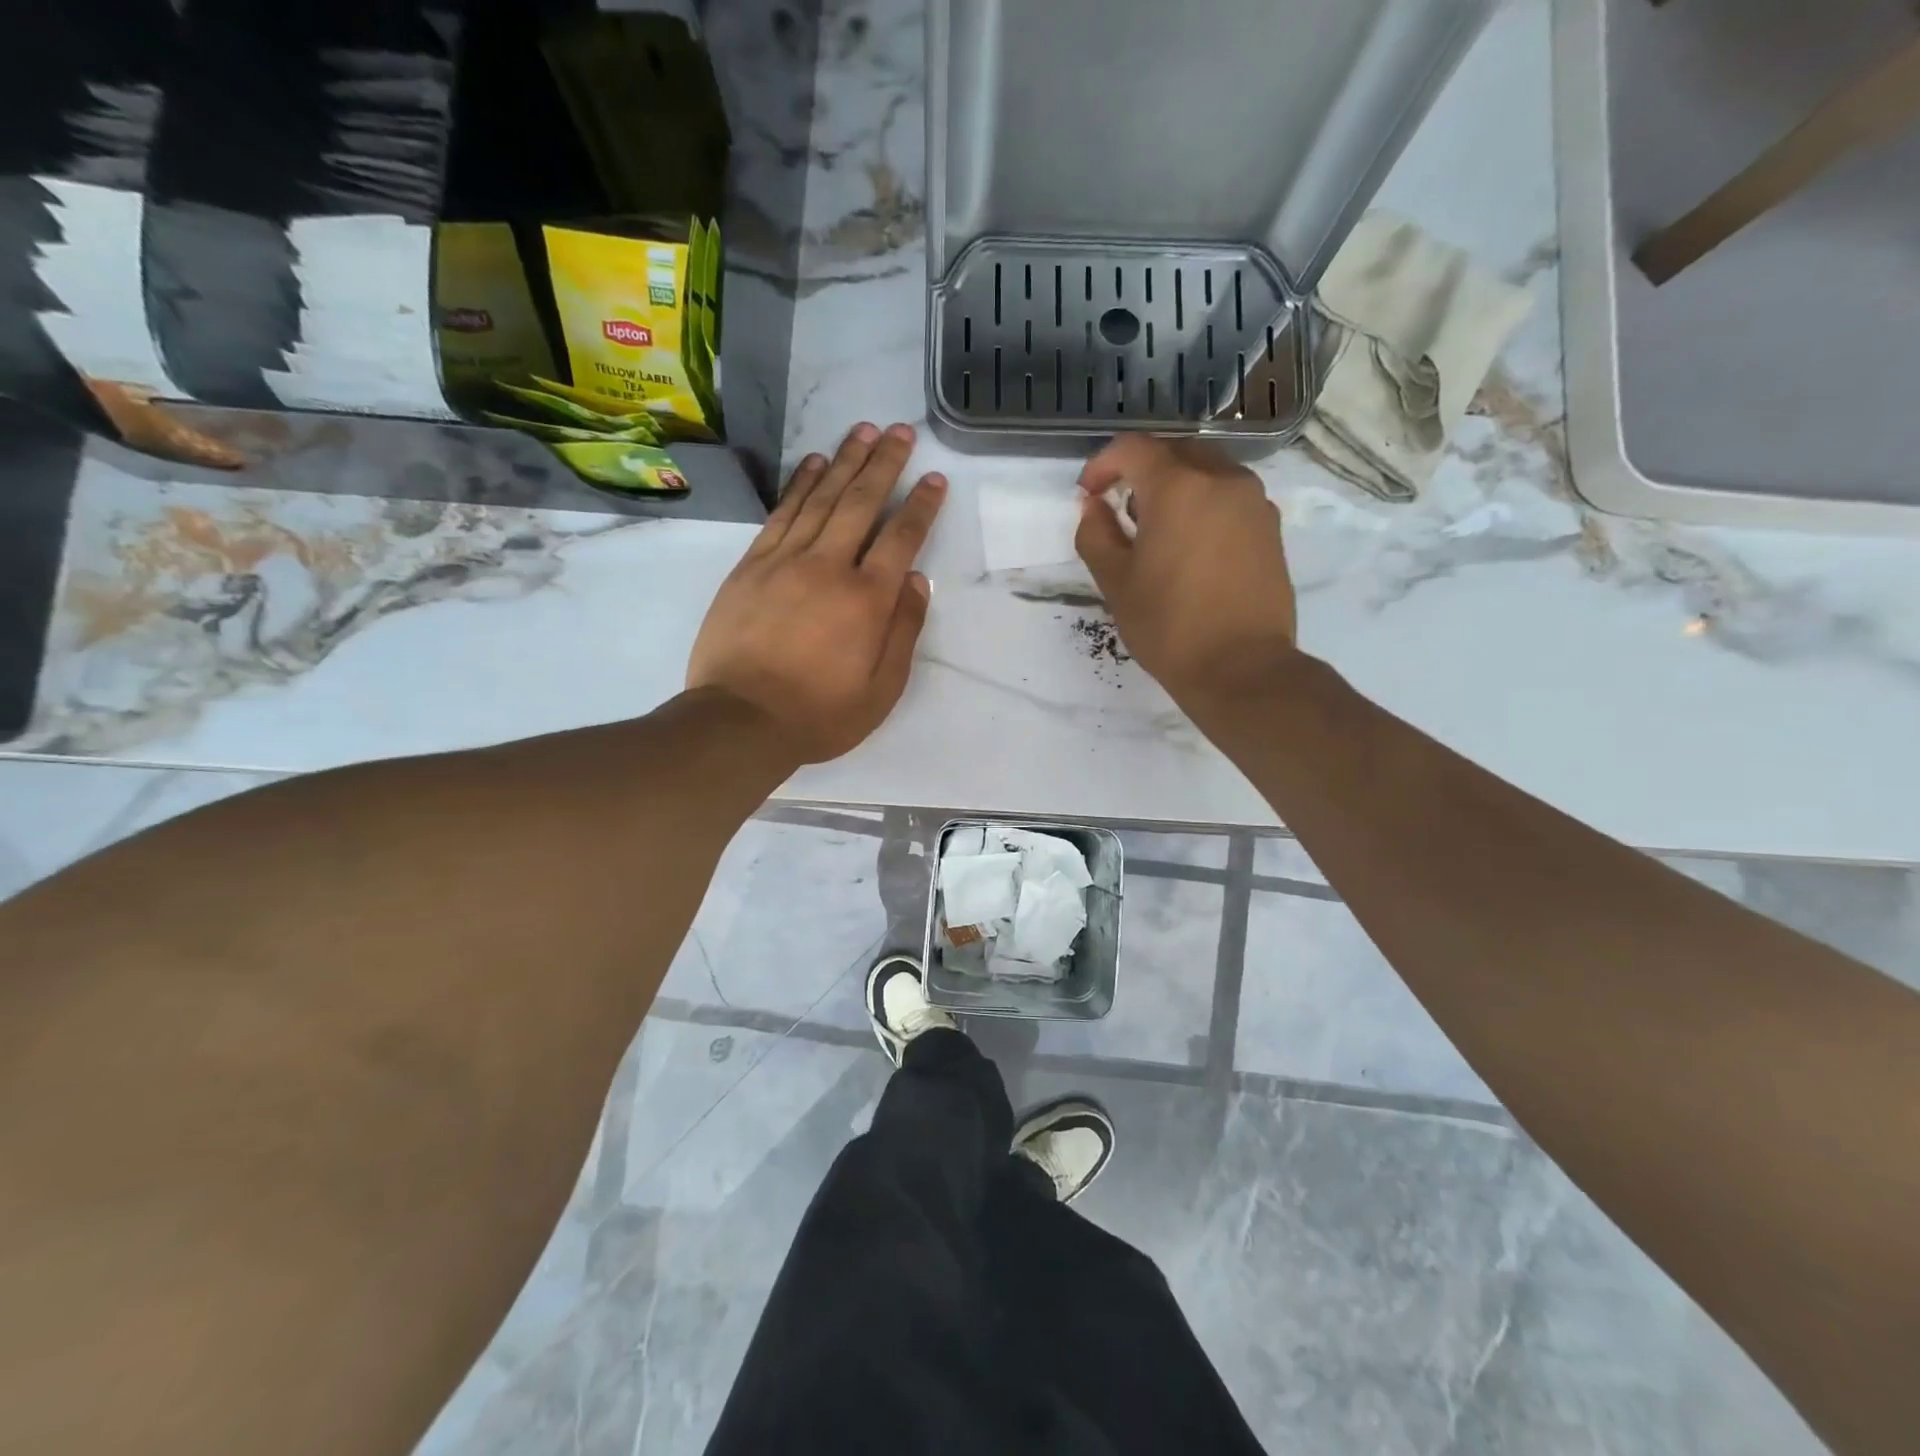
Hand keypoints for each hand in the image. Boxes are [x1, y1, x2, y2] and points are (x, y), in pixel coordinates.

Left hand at [688, 422, 946, 763]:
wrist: (740, 720)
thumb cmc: (820, 714)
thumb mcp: (881, 690)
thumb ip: (903, 632)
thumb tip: (917, 581)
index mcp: (867, 600)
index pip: (901, 538)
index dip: (920, 505)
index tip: (933, 478)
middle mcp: (829, 568)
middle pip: (861, 503)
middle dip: (884, 463)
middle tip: (901, 430)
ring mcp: (785, 561)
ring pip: (821, 498)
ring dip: (846, 461)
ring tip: (865, 430)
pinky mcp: (751, 566)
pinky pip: (782, 513)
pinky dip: (801, 484)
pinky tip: (815, 463)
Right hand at [1074, 434, 1297, 706]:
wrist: (1242, 668)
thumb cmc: (1169, 626)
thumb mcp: (1116, 582)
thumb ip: (1096, 534)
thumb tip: (1094, 506)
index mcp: (1179, 487)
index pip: (1134, 448)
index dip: (1103, 464)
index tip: (1089, 494)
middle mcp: (1223, 480)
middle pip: (1174, 453)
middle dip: (1141, 472)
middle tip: (1121, 512)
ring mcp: (1254, 502)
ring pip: (1207, 472)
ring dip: (1175, 488)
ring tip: (1157, 533)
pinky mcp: (1271, 528)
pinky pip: (1230, 498)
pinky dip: (1204, 506)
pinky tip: (1191, 548)